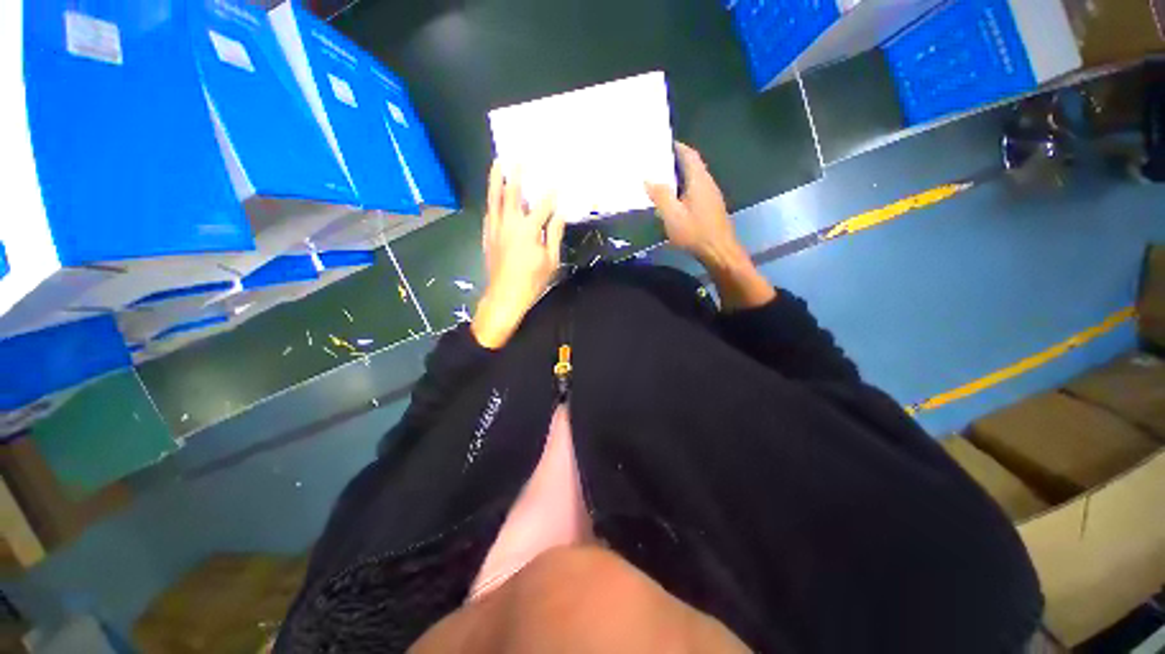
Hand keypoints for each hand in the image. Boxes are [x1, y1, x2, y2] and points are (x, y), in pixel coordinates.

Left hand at [472, 162, 565, 348]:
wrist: (503, 298)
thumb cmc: (531, 281)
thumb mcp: (551, 260)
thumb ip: (554, 234)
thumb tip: (559, 214)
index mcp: (529, 230)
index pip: (543, 205)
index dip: (552, 192)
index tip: (558, 179)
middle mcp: (510, 224)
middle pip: (512, 193)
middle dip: (516, 174)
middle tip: (517, 158)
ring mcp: (496, 229)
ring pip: (495, 199)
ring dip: (496, 180)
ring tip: (497, 164)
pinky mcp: (488, 235)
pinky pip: (490, 212)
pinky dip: (492, 201)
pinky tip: (494, 195)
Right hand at [646, 143, 774, 309]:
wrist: (721, 254)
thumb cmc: (697, 233)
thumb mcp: (672, 215)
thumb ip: (660, 194)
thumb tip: (648, 178)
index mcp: (699, 180)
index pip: (689, 154)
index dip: (676, 146)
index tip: (660, 142)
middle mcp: (708, 183)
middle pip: (692, 164)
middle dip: (675, 159)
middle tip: (654, 158)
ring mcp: (712, 195)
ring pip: (695, 177)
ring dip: (679, 174)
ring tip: (658, 175)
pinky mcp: (712, 207)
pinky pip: (696, 188)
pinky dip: (684, 186)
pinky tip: (672, 195)